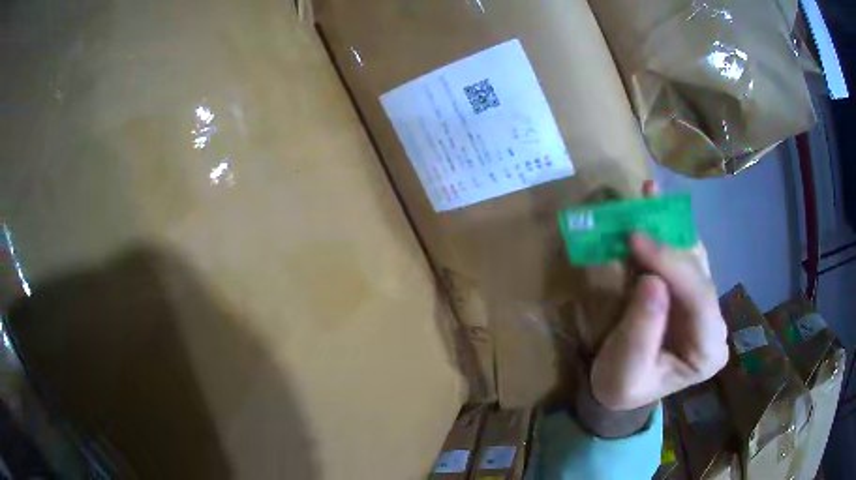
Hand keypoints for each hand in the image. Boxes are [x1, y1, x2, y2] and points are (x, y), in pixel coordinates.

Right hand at [589, 182, 728, 410]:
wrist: (617, 387)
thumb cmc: (620, 386)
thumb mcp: (625, 373)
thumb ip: (641, 333)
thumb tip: (651, 280)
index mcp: (708, 352)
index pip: (700, 301)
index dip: (673, 266)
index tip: (636, 240)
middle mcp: (714, 323)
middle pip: (699, 274)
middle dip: (669, 245)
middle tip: (634, 221)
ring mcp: (704, 304)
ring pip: (693, 257)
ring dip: (670, 226)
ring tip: (649, 196)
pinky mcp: (689, 290)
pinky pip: (681, 253)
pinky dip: (666, 228)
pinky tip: (655, 202)